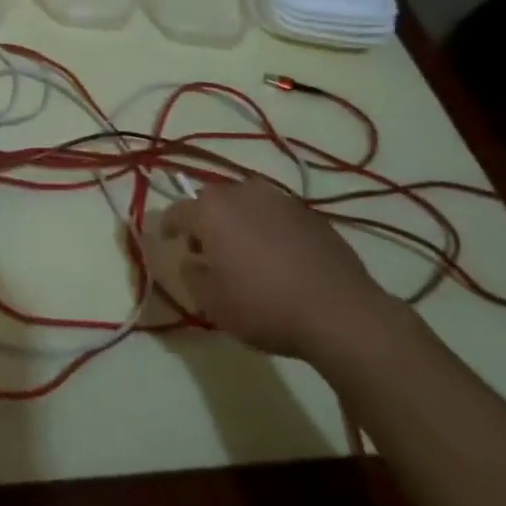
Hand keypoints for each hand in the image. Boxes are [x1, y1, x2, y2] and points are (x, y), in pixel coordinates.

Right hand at [160, 176, 401, 368]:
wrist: (339, 312)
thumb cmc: (264, 306)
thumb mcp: (212, 302)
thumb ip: (191, 274)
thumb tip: (192, 260)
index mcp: (212, 210)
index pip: (177, 211)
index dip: (168, 225)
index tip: (166, 239)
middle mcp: (243, 193)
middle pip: (213, 201)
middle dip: (205, 221)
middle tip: (207, 249)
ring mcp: (280, 200)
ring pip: (247, 204)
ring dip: (239, 222)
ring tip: (244, 251)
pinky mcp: (310, 214)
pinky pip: (276, 216)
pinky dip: (268, 230)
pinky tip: (277, 258)